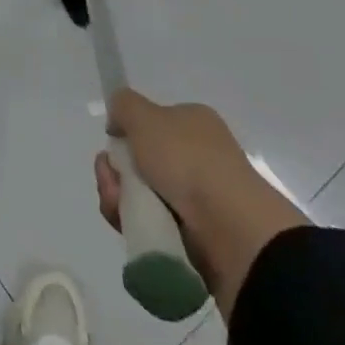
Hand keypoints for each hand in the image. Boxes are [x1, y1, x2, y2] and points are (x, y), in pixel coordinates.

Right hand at [95, 89, 309, 319]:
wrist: (233, 232)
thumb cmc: (188, 161)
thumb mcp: (145, 116)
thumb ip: (124, 105)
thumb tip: (118, 120)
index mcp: (193, 124)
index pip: (149, 125)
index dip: (125, 135)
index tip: (111, 145)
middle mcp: (198, 157)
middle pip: (140, 162)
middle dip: (115, 172)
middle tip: (110, 180)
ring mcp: (198, 199)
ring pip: (141, 196)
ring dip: (120, 199)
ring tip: (119, 208)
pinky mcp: (196, 238)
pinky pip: (154, 227)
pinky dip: (137, 226)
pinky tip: (131, 227)